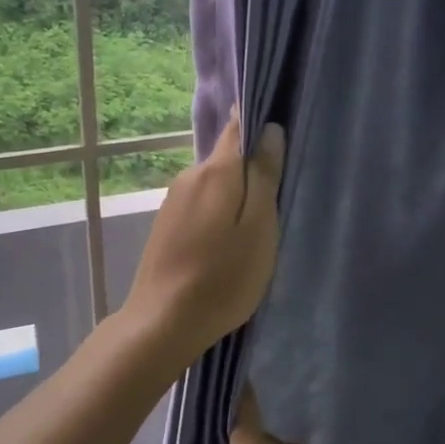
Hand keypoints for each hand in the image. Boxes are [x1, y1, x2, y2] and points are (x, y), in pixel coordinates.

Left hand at [125, 111, 284, 361]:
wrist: (163, 321)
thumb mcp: (258, 228)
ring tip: (254, 228)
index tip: (281, 128)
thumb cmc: (222, 278)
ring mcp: (173, 200)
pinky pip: (201, 204)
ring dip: (235, 196)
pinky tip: (226, 242)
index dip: (259, 122)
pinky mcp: (165, 223)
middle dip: (252, 169)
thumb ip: (264, 177)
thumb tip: (270, 130)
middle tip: (278, 200)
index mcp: (215, 171)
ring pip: (215, 184)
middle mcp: (189, 176)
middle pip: (228, 158)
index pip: (238, 127)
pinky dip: (218, 213)